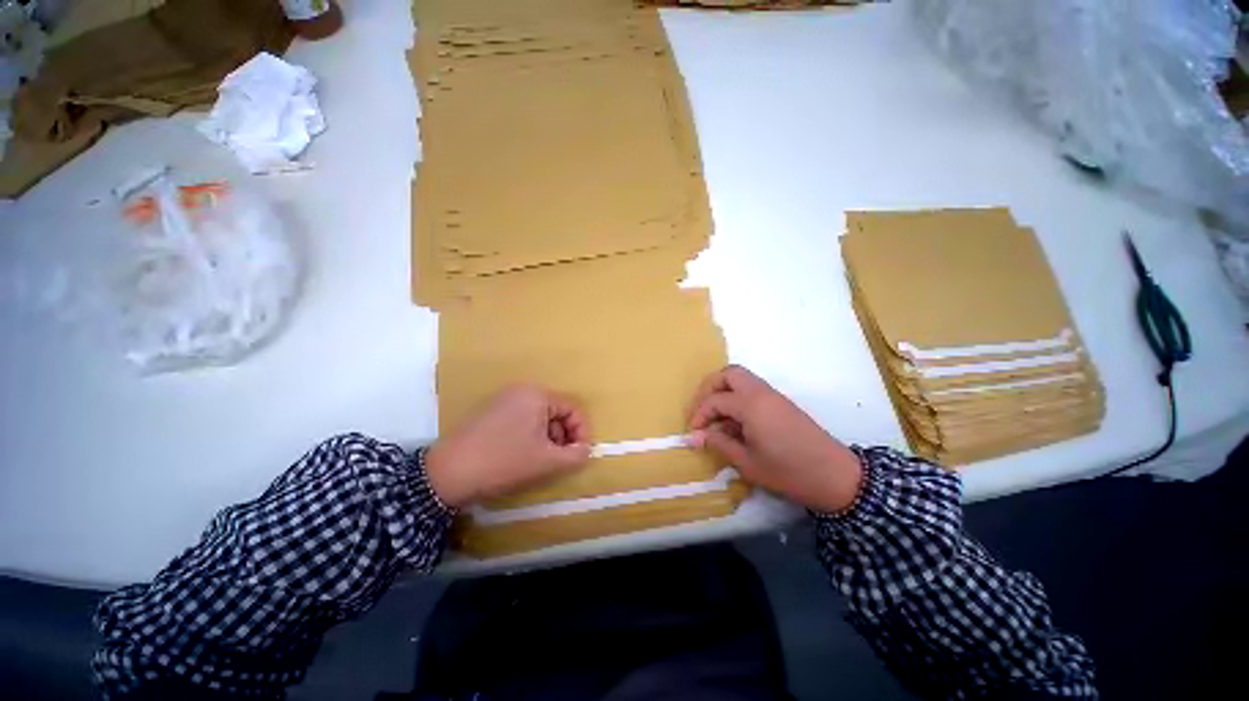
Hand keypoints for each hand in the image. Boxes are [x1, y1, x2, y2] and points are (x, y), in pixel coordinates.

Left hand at [425, 386, 591, 508]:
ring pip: (539, 417)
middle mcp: (521, 391)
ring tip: (541, 461)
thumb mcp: (547, 461)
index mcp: (537, 395)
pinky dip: (530, 437)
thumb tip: (586, 450)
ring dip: (548, 438)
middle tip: (560, 460)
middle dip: (563, 436)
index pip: (572, 408)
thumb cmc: (504, 462)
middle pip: (556, 412)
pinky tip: (522, 456)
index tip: (580, 454)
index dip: (582, 431)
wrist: (447, 474)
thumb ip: (576, 454)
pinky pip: (522, 420)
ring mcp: (503, 400)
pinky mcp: (490, 413)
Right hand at [689, 366, 863, 512]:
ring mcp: (773, 395)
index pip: (714, 400)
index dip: (699, 415)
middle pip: (728, 374)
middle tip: (702, 412)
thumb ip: (719, 443)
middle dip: (710, 388)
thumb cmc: (788, 472)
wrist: (835, 477)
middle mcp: (760, 392)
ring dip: (724, 391)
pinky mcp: (780, 402)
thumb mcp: (747, 462)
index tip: (693, 434)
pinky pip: (752, 389)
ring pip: (741, 378)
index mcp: (750, 404)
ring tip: (716, 417)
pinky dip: (737, 397)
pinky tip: (735, 422)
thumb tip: (694, 436)